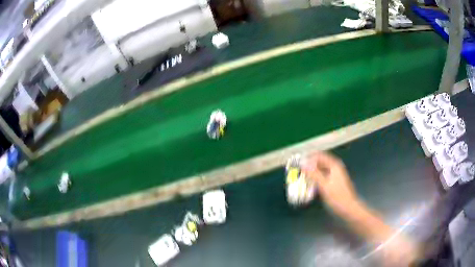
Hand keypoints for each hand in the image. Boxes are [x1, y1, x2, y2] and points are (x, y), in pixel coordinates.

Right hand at [302, 152, 359, 216]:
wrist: (349, 209)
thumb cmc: (337, 197)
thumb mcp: (324, 185)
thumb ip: (313, 174)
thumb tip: (302, 164)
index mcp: (334, 165)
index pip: (319, 155)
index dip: (308, 157)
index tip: (297, 163)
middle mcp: (335, 167)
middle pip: (320, 162)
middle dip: (309, 165)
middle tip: (297, 170)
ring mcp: (335, 175)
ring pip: (320, 169)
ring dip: (311, 172)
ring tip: (301, 177)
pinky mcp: (334, 182)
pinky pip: (322, 176)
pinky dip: (315, 178)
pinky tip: (309, 184)